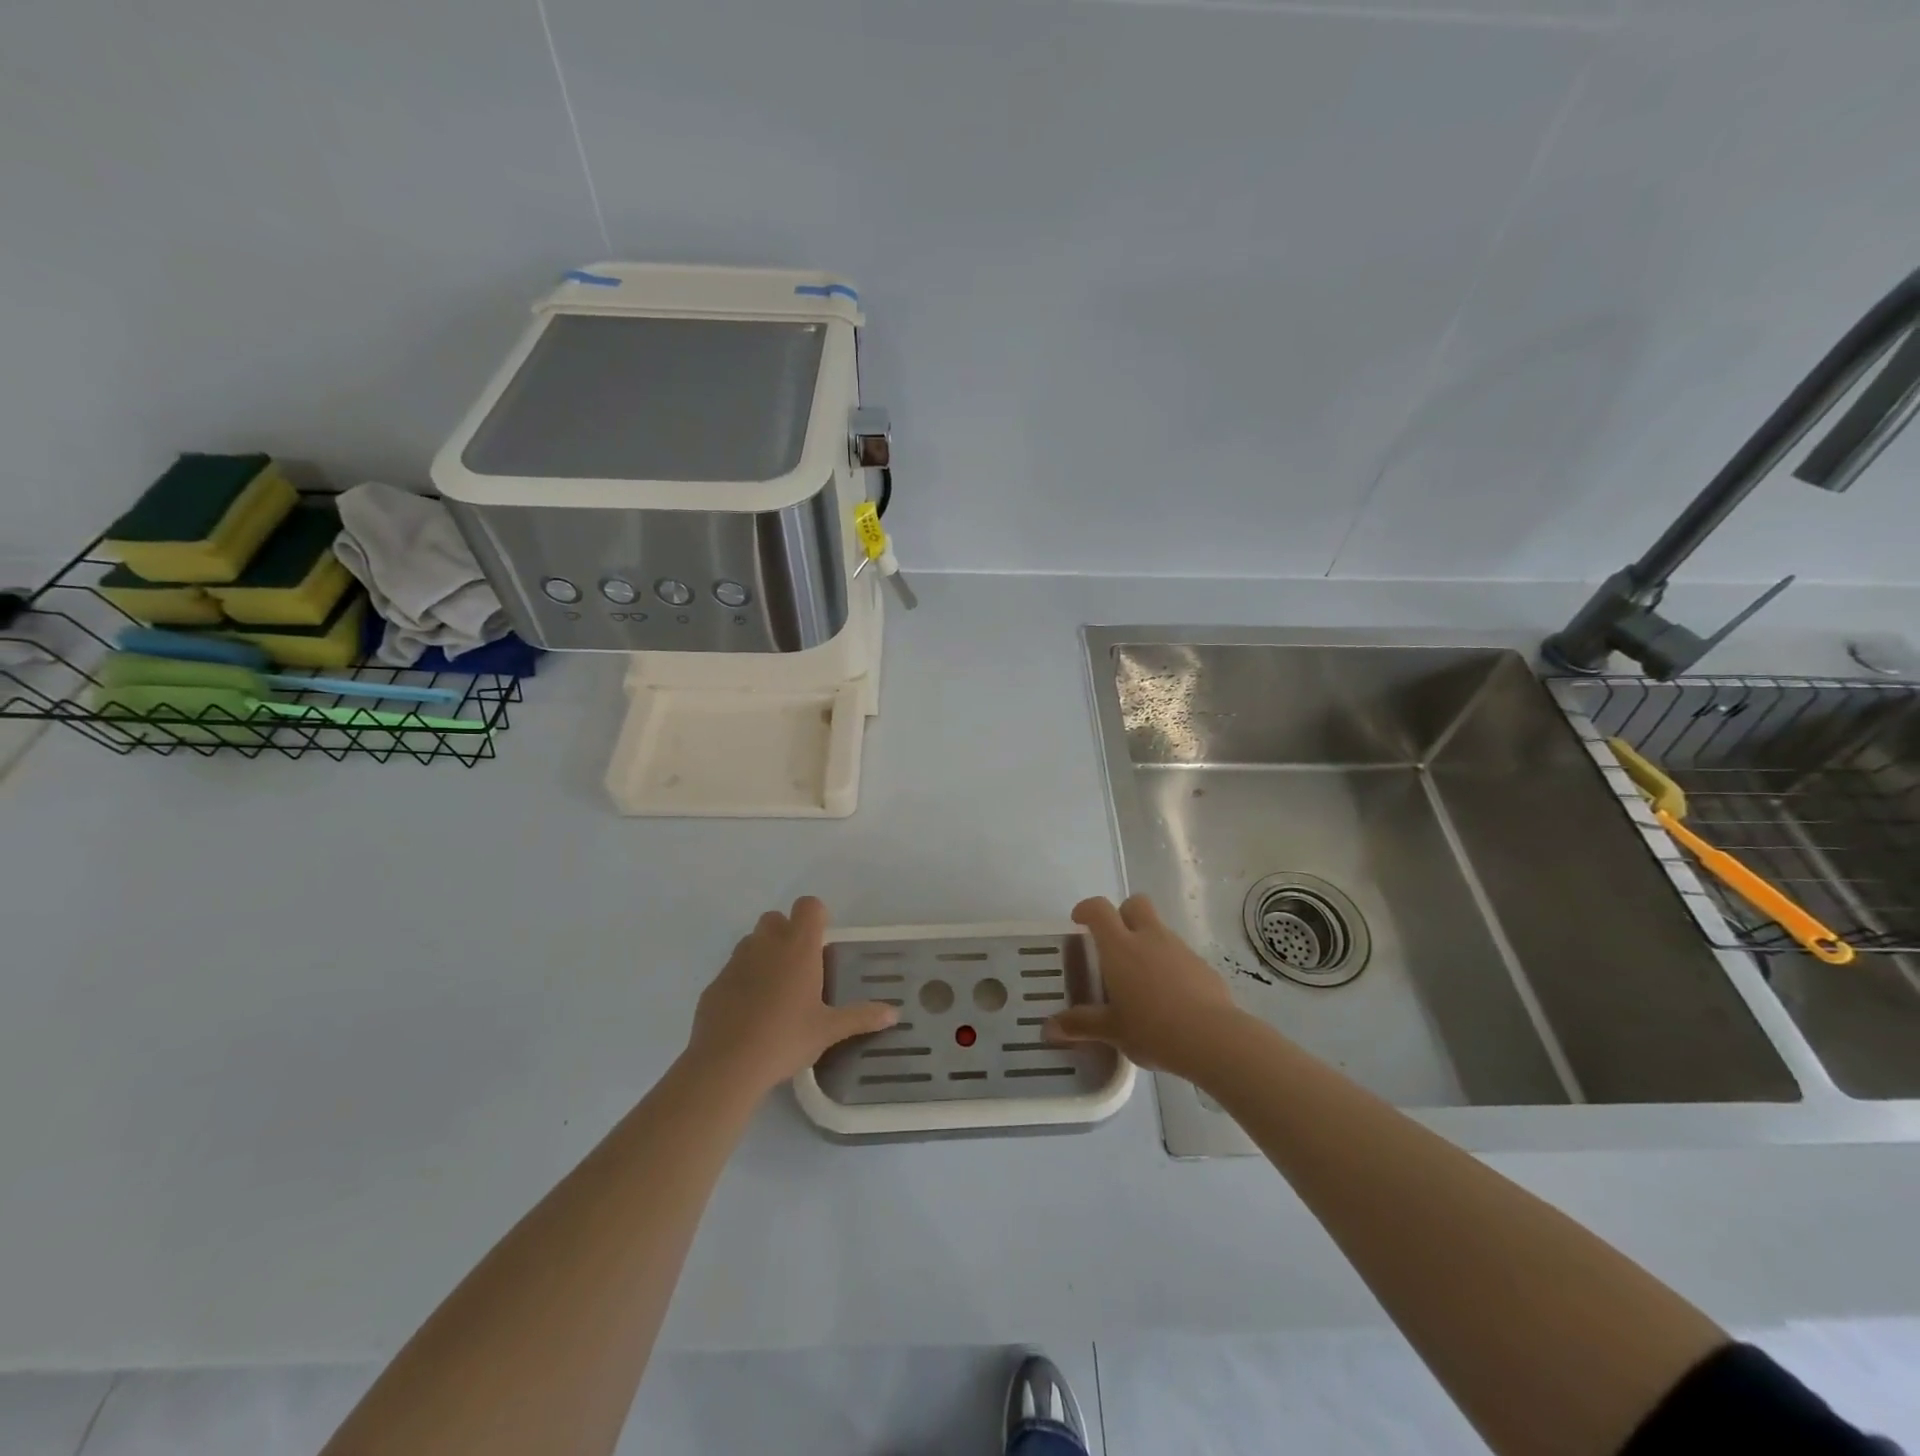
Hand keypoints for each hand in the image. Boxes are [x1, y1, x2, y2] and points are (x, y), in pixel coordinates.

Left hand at [684, 897, 897, 1096]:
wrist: (726, 1065)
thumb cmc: (785, 1039)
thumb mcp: (829, 1030)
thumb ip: (861, 1017)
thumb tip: (894, 1013)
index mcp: (798, 948)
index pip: (808, 906)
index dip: (817, 915)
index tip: (823, 939)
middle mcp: (766, 945)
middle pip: (775, 918)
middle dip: (787, 932)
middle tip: (800, 966)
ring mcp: (736, 962)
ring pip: (751, 942)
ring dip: (763, 954)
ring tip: (775, 990)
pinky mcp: (714, 984)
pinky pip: (732, 970)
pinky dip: (742, 980)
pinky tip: (749, 1012)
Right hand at [1045, 894, 1240, 1076]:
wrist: (1213, 1039)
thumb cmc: (1152, 1029)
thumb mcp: (1112, 1030)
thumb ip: (1081, 1025)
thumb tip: (1049, 1029)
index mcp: (1120, 947)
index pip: (1099, 909)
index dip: (1087, 909)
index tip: (1079, 921)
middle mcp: (1150, 938)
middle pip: (1136, 903)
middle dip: (1123, 914)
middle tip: (1115, 943)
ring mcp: (1180, 949)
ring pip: (1160, 930)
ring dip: (1148, 943)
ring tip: (1142, 982)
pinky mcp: (1203, 966)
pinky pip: (1180, 956)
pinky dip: (1171, 967)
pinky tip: (1170, 999)